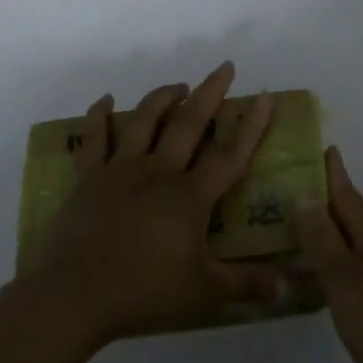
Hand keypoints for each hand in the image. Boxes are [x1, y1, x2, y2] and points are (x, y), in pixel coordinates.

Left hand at [20, 62, 286, 348]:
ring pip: (144, 121)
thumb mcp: (203, 292)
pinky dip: (98, 116)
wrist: (74, 294)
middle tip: (223, 68)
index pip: (229, 154)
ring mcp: (120, 170)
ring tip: (178, 86)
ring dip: (162, 98)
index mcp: (190, 196)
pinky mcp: (88, 178)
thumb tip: (288, 288)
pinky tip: (104, 101)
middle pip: (188, 123)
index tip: (264, 97)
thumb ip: (246, 285)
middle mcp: (158, 171)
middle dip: (209, 93)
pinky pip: (93, 139)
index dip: (250, 126)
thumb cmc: (143, 291)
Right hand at [291, 146, 362, 362]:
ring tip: (300, 232)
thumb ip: (322, 239)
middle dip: (326, 202)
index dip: (333, 173)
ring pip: (357, 243)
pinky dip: (340, 261)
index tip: (322, 147)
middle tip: (291, 192)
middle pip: (352, 217)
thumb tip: (303, 196)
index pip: (348, 194)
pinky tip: (325, 276)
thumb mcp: (343, 280)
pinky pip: (362, 266)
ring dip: (331, 234)